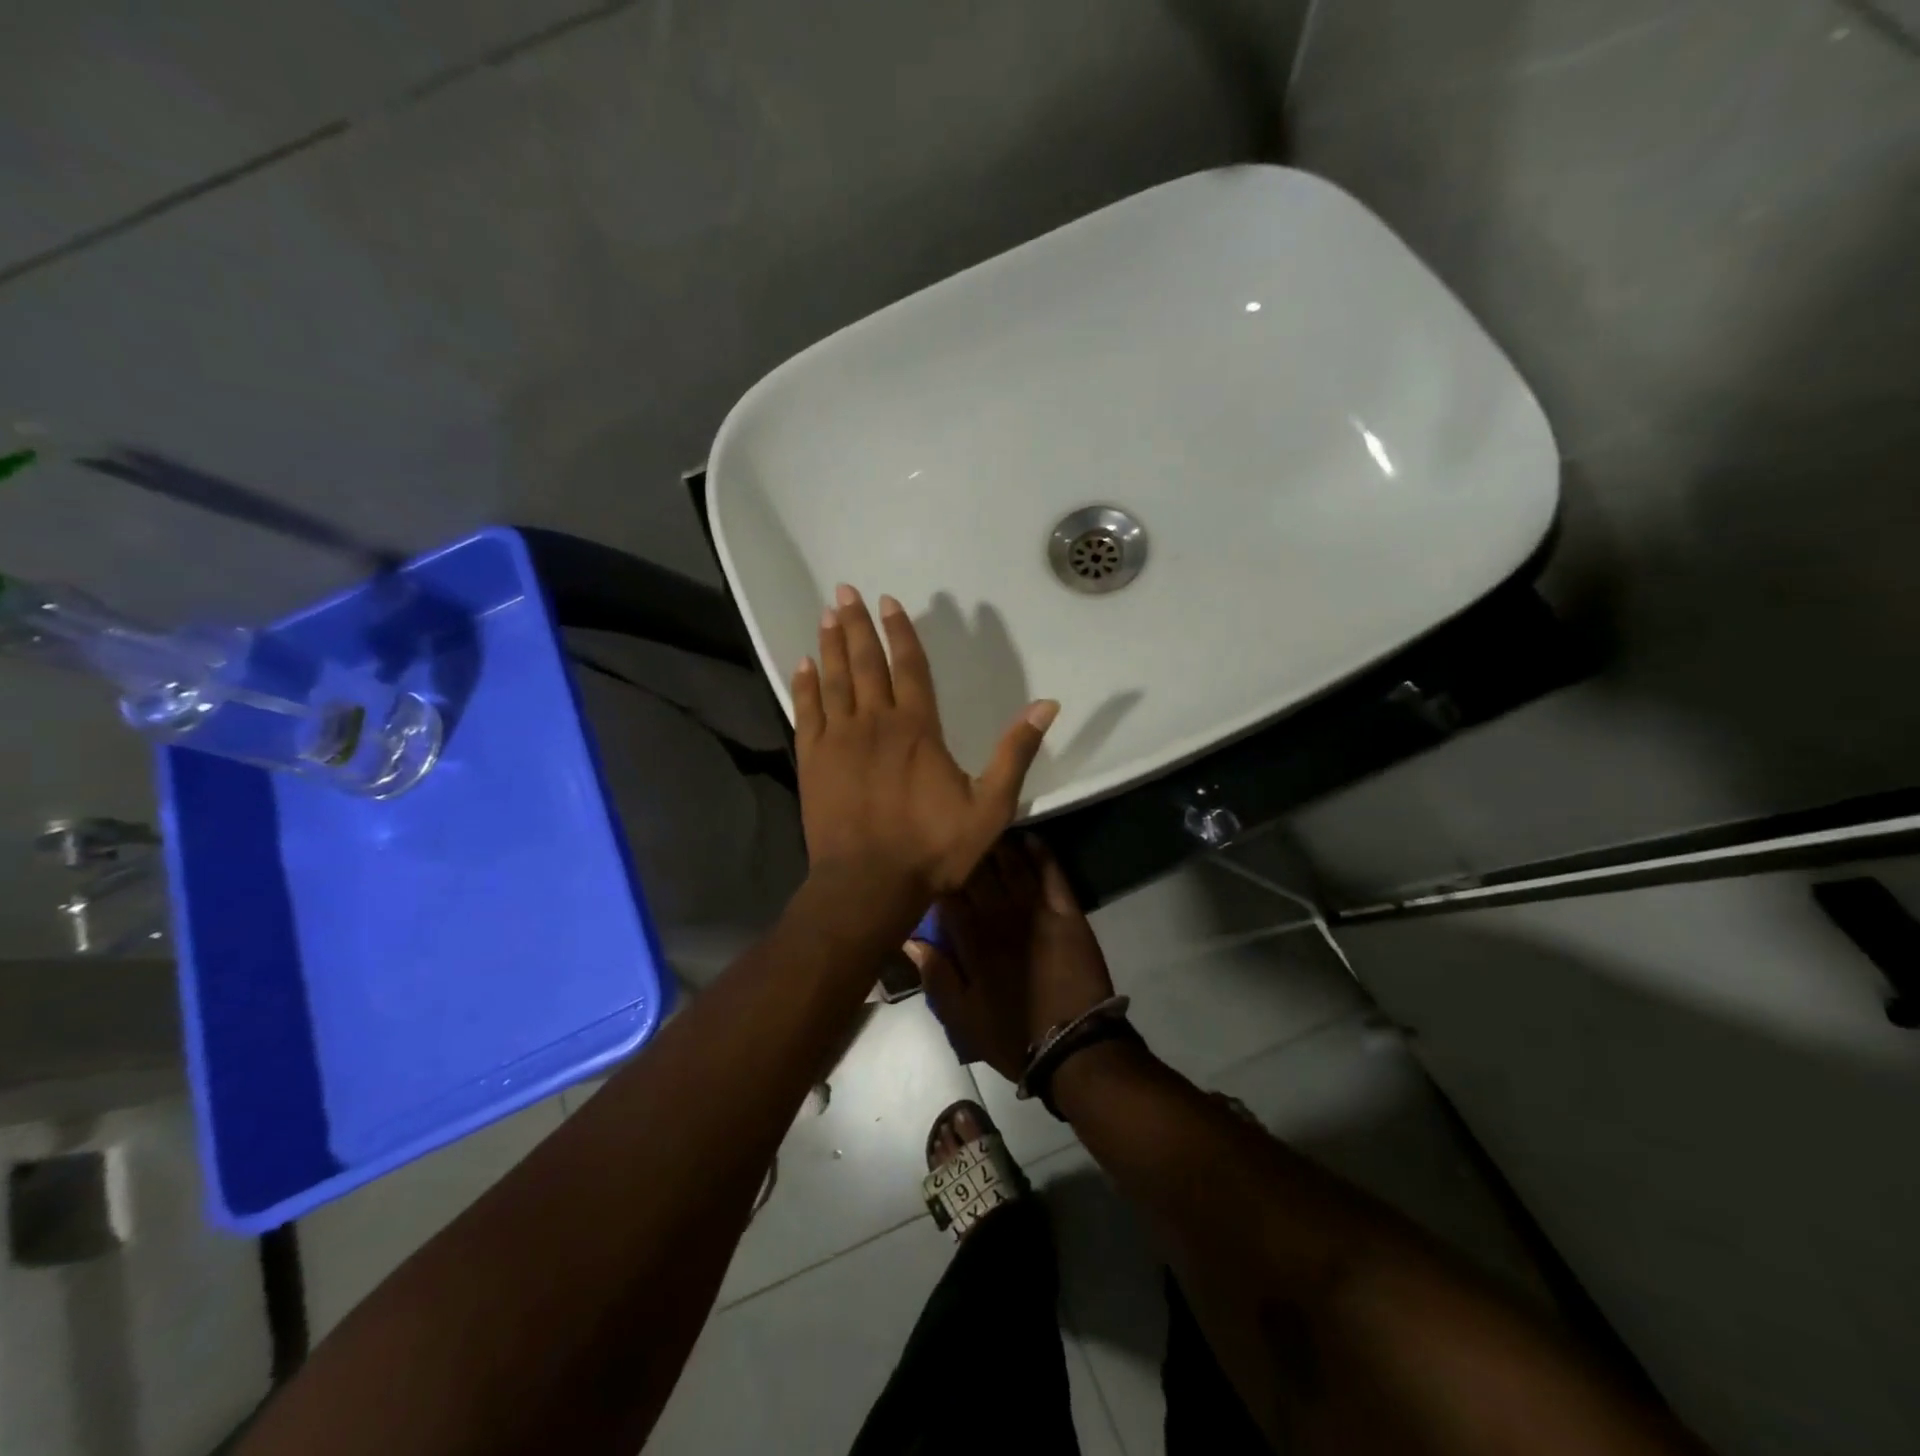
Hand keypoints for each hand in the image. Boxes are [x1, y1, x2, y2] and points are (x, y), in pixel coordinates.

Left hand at [792, 585, 1058, 908]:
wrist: (868, 885)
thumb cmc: (932, 848)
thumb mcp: (990, 807)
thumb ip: (1014, 753)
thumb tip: (1047, 705)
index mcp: (917, 728)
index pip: (909, 667)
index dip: (900, 632)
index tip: (888, 603)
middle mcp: (875, 722)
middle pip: (865, 663)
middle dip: (857, 625)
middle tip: (846, 592)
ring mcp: (839, 740)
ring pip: (834, 681)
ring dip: (830, 646)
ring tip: (827, 614)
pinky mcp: (813, 761)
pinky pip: (806, 713)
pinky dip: (804, 686)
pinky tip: (801, 665)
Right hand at [909, 837, 1114, 1082]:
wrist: (1073, 1047)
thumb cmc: (1011, 1036)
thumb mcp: (960, 1018)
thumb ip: (935, 975)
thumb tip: (910, 937)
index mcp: (971, 941)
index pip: (949, 894)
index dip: (940, 873)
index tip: (932, 858)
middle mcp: (999, 916)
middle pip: (979, 871)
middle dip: (968, 850)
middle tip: (959, 831)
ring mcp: (1035, 910)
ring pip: (1012, 865)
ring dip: (1000, 844)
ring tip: (989, 827)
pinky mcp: (1066, 912)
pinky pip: (1051, 872)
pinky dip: (1040, 852)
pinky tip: (1030, 838)